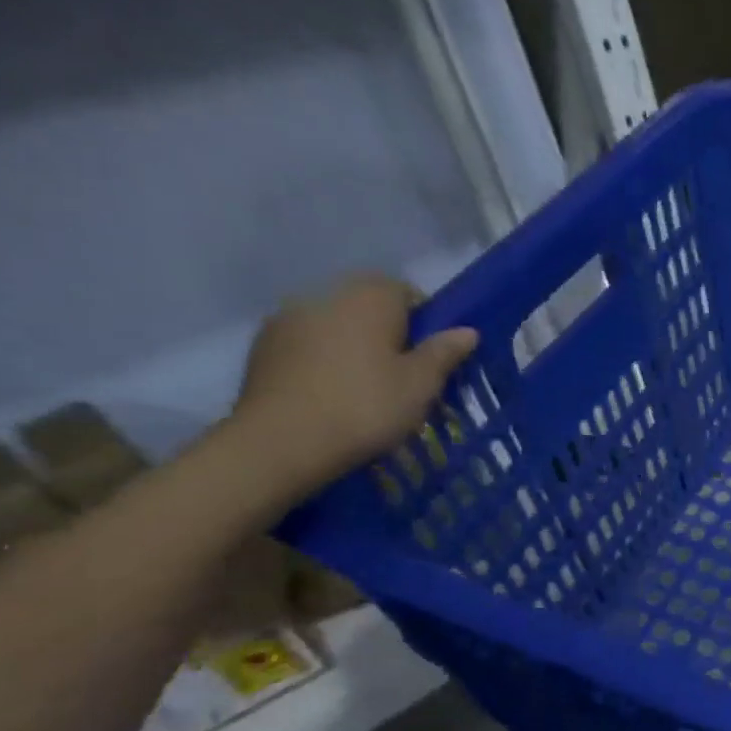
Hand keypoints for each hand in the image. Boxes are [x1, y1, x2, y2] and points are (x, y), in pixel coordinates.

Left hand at [228, 276, 478, 502]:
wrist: (282, 440)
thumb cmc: (366, 406)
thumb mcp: (421, 384)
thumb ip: (443, 353)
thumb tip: (467, 330)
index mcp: (368, 300)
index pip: (404, 289)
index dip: (425, 317)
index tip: (435, 352)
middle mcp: (324, 297)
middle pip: (367, 305)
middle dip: (389, 331)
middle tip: (407, 373)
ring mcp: (287, 320)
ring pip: (336, 324)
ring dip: (354, 345)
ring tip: (368, 386)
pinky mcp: (264, 347)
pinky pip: (308, 343)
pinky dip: (325, 359)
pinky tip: (334, 393)